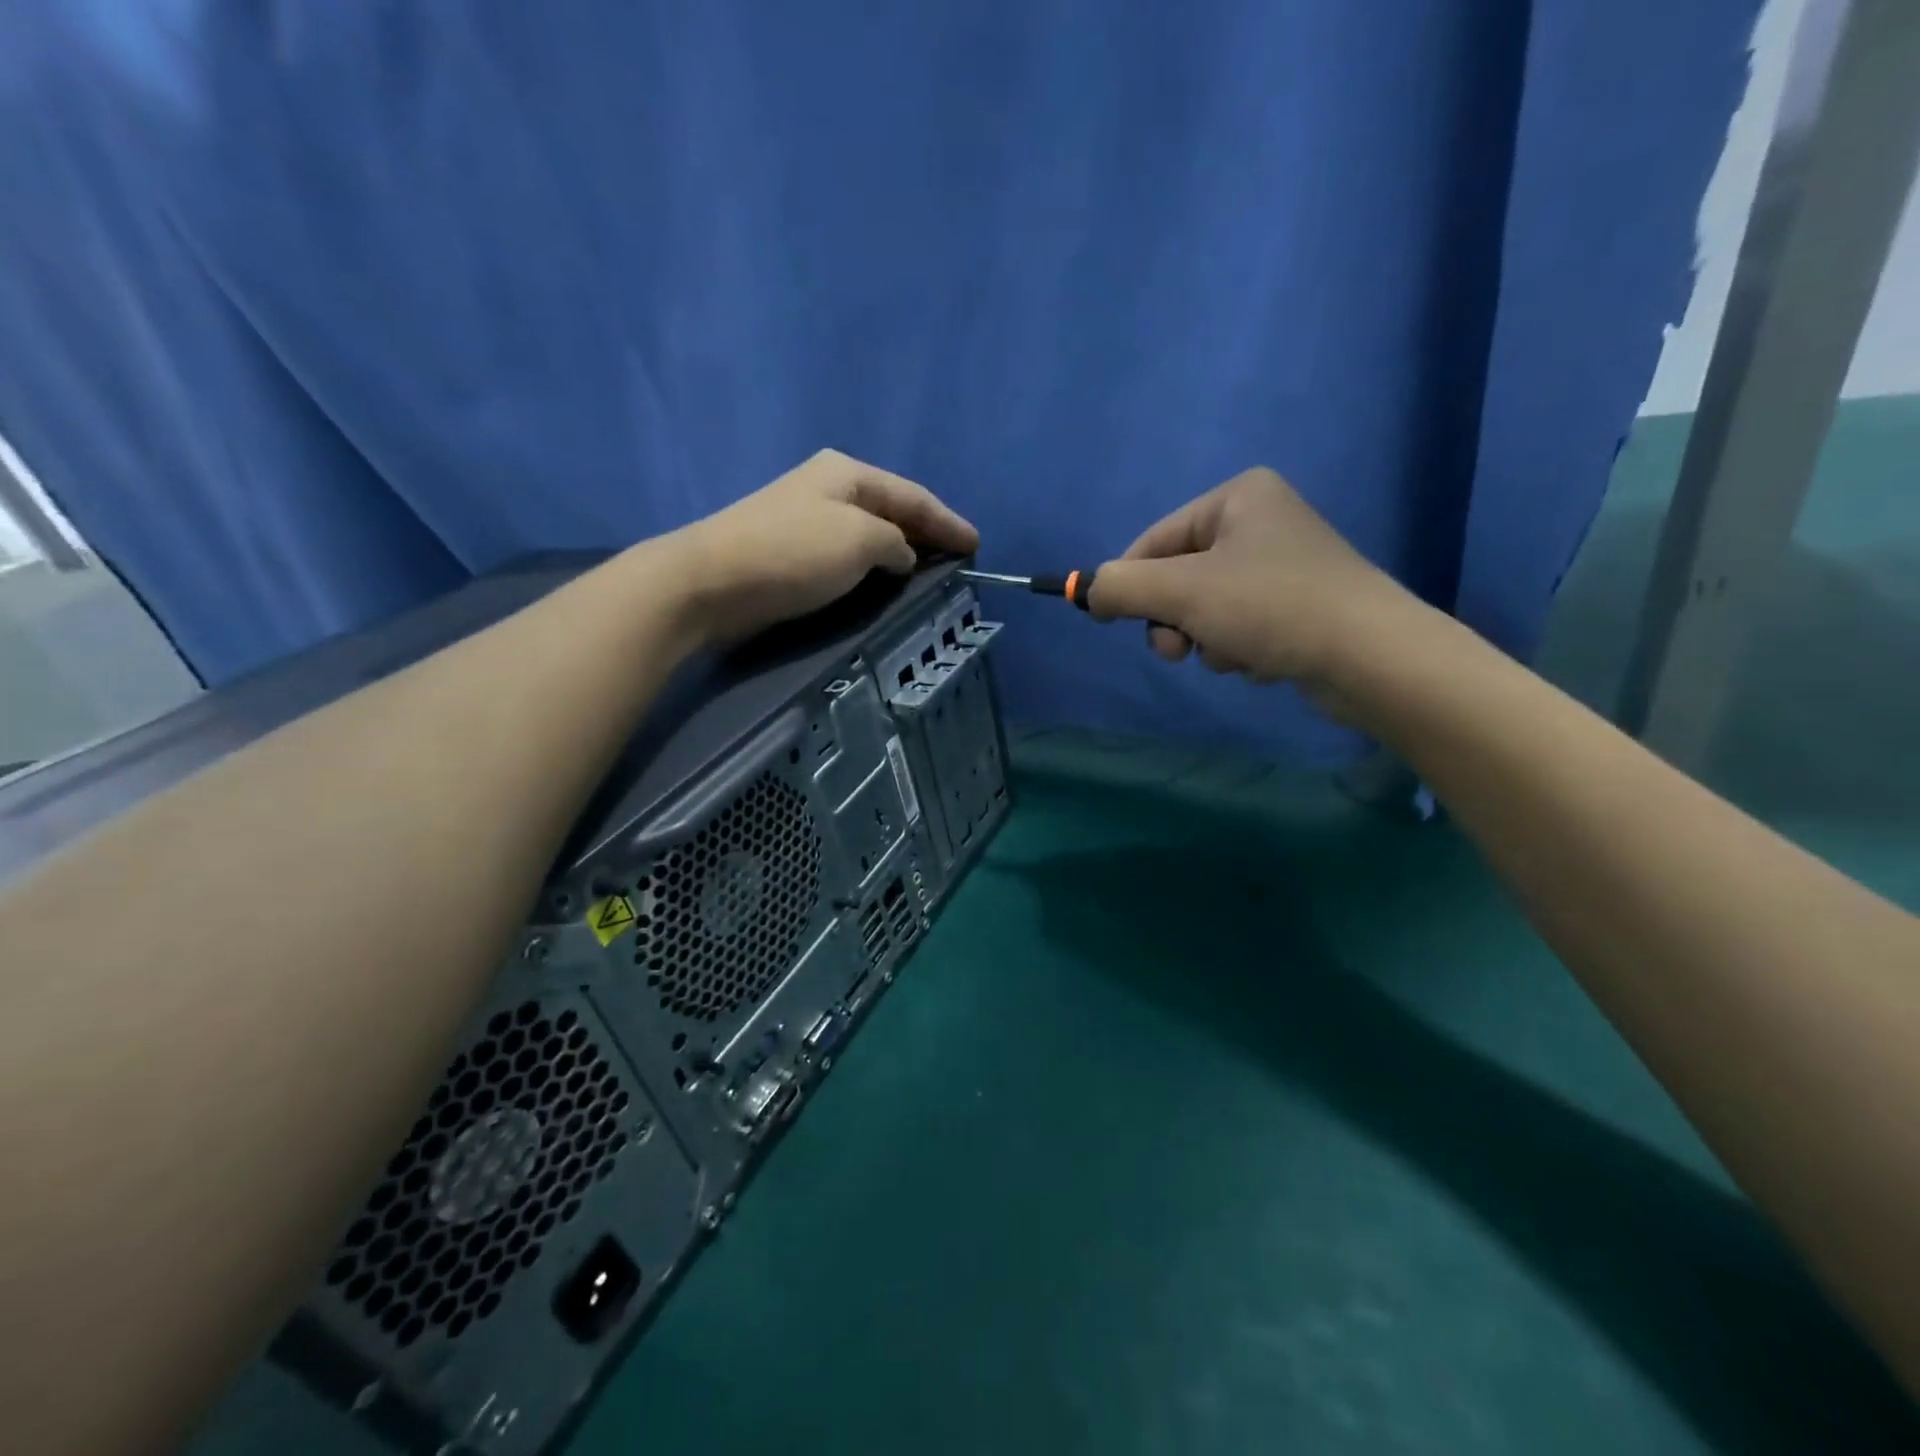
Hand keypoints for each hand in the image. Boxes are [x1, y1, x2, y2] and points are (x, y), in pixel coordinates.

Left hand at [670, 450, 977, 646]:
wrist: (711, 582)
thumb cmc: (793, 552)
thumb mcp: (860, 540)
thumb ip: (895, 543)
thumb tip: (900, 556)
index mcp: (848, 473)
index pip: (913, 496)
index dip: (948, 521)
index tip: (976, 545)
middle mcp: (828, 488)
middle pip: (891, 510)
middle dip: (926, 533)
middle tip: (956, 560)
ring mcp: (807, 519)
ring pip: (870, 533)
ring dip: (900, 552)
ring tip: (928, 574)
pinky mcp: (791, 552)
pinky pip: (848, 555)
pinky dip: (873, 567)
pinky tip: (884, 582)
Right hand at [1087, 467, 1422, 701]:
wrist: (1371, 657)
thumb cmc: (1270, 607)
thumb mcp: (1180, 592)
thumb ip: (1120, 587)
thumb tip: (1088, 592)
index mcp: (1237, 497)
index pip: (1153, 540)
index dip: (1128, 584)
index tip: (1110, 622)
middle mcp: (1261, 521)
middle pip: (1179, 577)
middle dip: (1175, 619)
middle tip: (1179, 649)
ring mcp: (1283, 564)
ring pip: (1206, 608)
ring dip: (1206, 639)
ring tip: (1234, 654)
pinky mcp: (1299, 605)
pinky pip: (1240, 625)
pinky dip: (1239, 647)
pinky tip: (1263, 659)